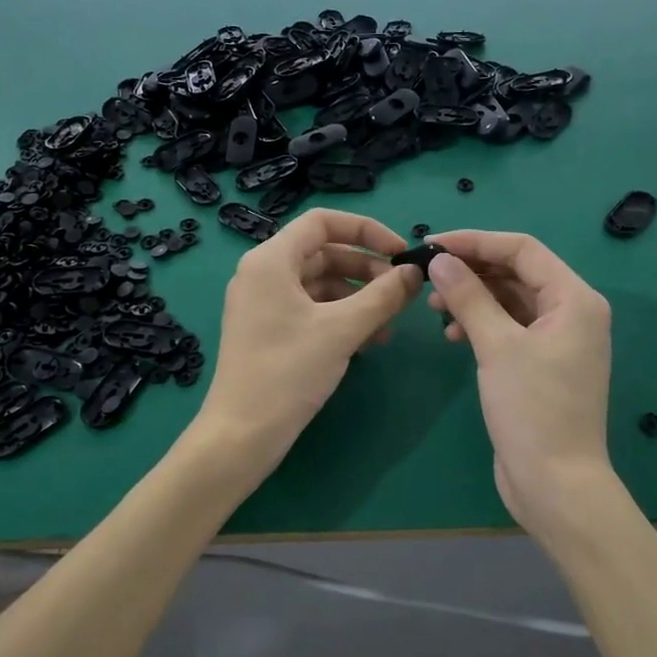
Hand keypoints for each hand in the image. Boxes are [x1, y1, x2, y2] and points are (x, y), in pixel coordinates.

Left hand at [199, 209, 422, 467]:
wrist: (242, 434)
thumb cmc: (288, 372)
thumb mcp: (342, 330)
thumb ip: (383, 296)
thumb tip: (414, 273)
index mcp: (271, 260)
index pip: (323, 222)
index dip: (366, 230)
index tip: (399, 252)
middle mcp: (263, 274)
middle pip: (323, 253)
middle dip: (365, 270)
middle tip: (400, 294)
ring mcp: (264, 304)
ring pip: (320, 285)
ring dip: (357, 298)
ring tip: (388, 326)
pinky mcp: (269, 331)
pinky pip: (311, 310)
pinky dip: (341, 318)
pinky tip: (368, 342)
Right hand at [426, 232, 613, 529]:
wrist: (555, 483)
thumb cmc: (533, 410)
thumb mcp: (497, 346)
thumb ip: (469, 297)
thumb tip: (440, 260)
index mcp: (575, 299)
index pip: (522, 249)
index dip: (476, 241)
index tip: (432, 244)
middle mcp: (572, 312)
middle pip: (516, 272)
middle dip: (472, 270)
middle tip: (428, 277)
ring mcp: (557, 340)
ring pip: (510, 300)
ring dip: (473, 298)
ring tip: (434, 307)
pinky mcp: (541, 364)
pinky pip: (509, 327)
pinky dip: (481, 324)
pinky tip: (453, 334)